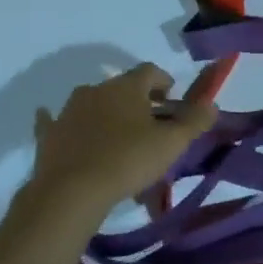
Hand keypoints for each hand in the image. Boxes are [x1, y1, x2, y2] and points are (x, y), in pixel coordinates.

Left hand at [26, 64, 217, 218]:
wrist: (70, 192)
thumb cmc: (127, 161)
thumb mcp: (171, 144)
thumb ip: (194, 122)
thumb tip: (212, 104)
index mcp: (126, 86)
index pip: (150, 71)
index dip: (164, 82)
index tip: (172, 100)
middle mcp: (96, 89)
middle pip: (122, 88)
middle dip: (138, 102)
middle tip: (150, 125)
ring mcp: (69, 110)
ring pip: (94, 105)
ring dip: (107, 116)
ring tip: (119, 142)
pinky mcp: (50, 134)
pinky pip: (57, 123)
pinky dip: (67, 125)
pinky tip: (63, 129)